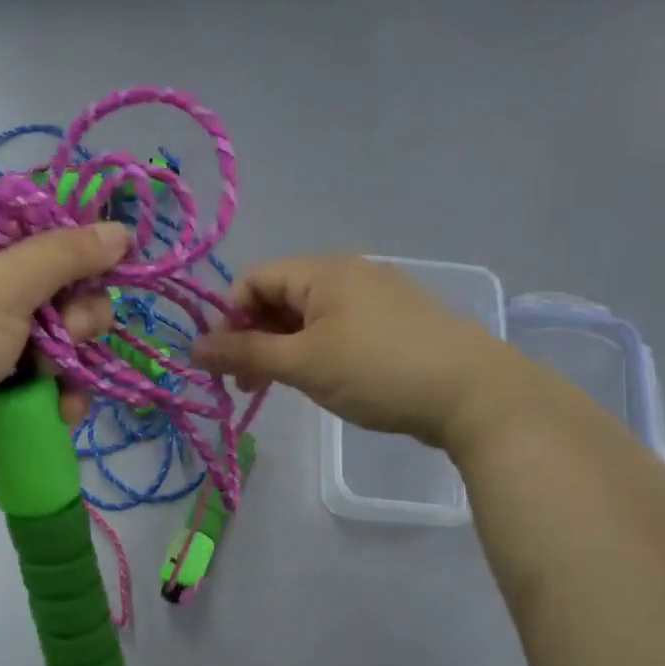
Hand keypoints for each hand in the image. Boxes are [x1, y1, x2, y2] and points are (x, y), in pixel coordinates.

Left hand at [0, 223, 128, 482]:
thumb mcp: (2, 283)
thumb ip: (65, 255)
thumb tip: (121, 230)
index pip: (50, 244)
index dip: (82, 255)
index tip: (106, 267)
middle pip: (68, 299)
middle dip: (79, 318)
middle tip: (66, 333)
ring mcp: (3, 353)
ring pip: (68, 350)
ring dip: (74, 365)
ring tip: (53, 379)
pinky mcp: (9, 398)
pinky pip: (56, 390)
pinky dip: (63, 400)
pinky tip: (59, 410)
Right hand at [193, 254, 493, 447]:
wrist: (472, 393)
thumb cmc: (377, 370)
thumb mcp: (303, 364)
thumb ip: (245, 354)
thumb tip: (192, 348)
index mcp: (323, 271)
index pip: (254, 280)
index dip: (229, 319)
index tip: (226, 364)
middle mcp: (348, 274)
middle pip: (279, 297)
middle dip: (254, 339)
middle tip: (247, 386)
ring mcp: (375, 297)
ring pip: (308, 318)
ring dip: (283, 350)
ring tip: (280, 389)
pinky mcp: (393, 324)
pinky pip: (337, 330)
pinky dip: (315, 353)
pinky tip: (321, 382)